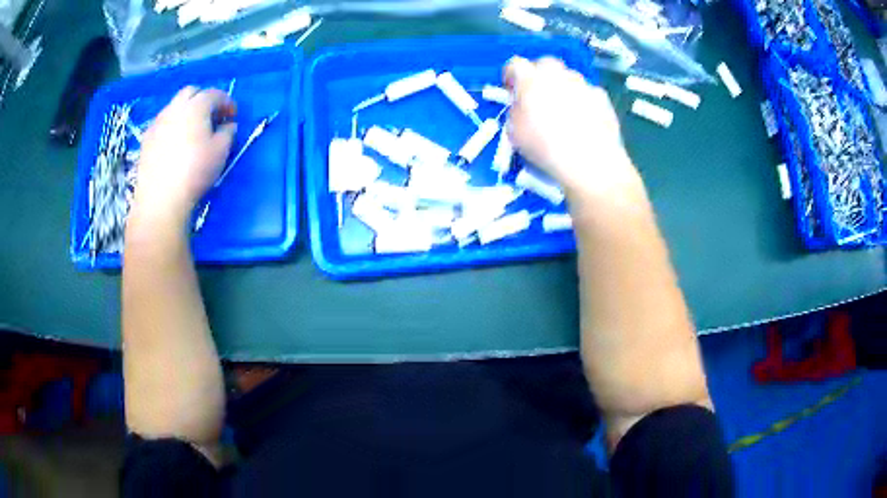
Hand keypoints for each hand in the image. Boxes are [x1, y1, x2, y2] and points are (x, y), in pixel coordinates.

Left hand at [132, 87, 236, 225]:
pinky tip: (175, 142)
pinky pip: (162, 122)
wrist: (161, 199)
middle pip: (191, 92)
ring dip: (186, 111)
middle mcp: (175, 107)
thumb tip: (228, 125)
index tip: (232, 116)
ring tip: (192, 129)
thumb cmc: (195, 172)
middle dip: (204, 99)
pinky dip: (172, 124)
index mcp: (196, 106)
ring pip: (174, 106)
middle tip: (211, 116)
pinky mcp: (146, 139)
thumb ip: (228, 133)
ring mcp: (158, 122)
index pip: (215, 94)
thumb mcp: (220, 152)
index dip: (227, 102)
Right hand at [504, 57, 635, 192]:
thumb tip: (522, 106)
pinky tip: (585, 122)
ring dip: (563, 88)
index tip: (511, 91)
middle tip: (538, 98)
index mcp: (530, 78)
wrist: (591, 162)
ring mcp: (583, 83)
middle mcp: (558, 73)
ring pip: (568, 77)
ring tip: (564, 113)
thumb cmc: (545, 147)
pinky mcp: (602, 97)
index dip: (510, 77)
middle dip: (539, 76)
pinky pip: (588, 93)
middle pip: (544, 64)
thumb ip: (516, 111)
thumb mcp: (514, 132)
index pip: (514, 64)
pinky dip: (584, 102)